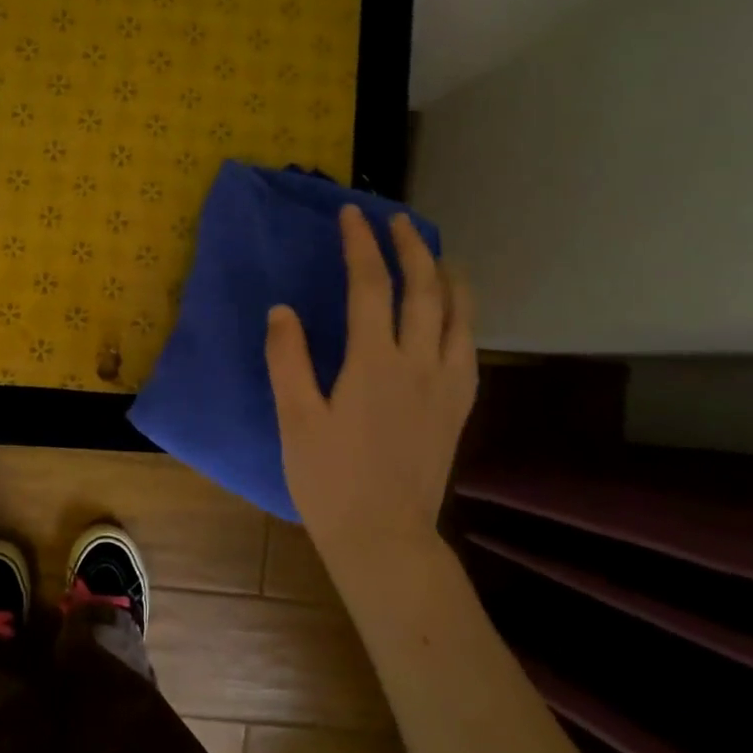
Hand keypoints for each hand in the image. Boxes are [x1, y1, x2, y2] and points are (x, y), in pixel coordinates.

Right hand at [265, 206, 476, 579]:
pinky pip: (469, 348)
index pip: (370, 286)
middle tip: (399, 221)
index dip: (361, 245)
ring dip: (449, 277)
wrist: (384, 537)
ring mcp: (447, 385)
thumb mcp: (295, 420)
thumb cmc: (329, 481)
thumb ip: (288, 360)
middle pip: (424, 290)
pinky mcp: (459, 408)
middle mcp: (419, 363)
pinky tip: (456, 317)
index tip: (352, 215)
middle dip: (412, 248)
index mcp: (373, 363)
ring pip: (459, 315)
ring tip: (438, 257)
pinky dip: (464, 318)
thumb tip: (283, 310)